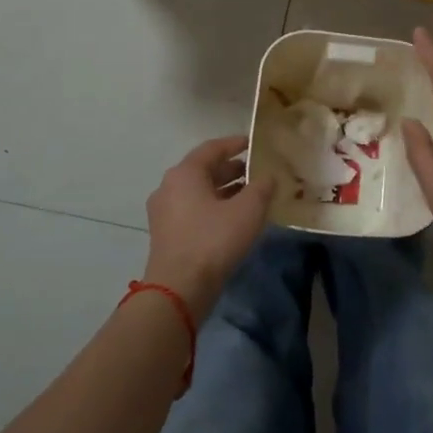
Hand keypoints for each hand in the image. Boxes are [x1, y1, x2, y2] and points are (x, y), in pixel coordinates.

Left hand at [143, 135, 273, 320]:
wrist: (179, 289)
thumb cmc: (213, 240)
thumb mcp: (248, 210)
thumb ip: (261, 187)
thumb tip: (268, 177)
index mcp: (185, 173)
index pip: (212, 148)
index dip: (235, 143)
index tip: (255, 143)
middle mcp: (169, 187)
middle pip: (204, 169)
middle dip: (232, 169)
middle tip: (257, 171)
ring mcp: (164, 212)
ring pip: (199, 191)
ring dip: (224, 190)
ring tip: (251, 195)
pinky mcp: (166, 234)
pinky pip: (193, 210)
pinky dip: (214, 207)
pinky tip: (234, 219)